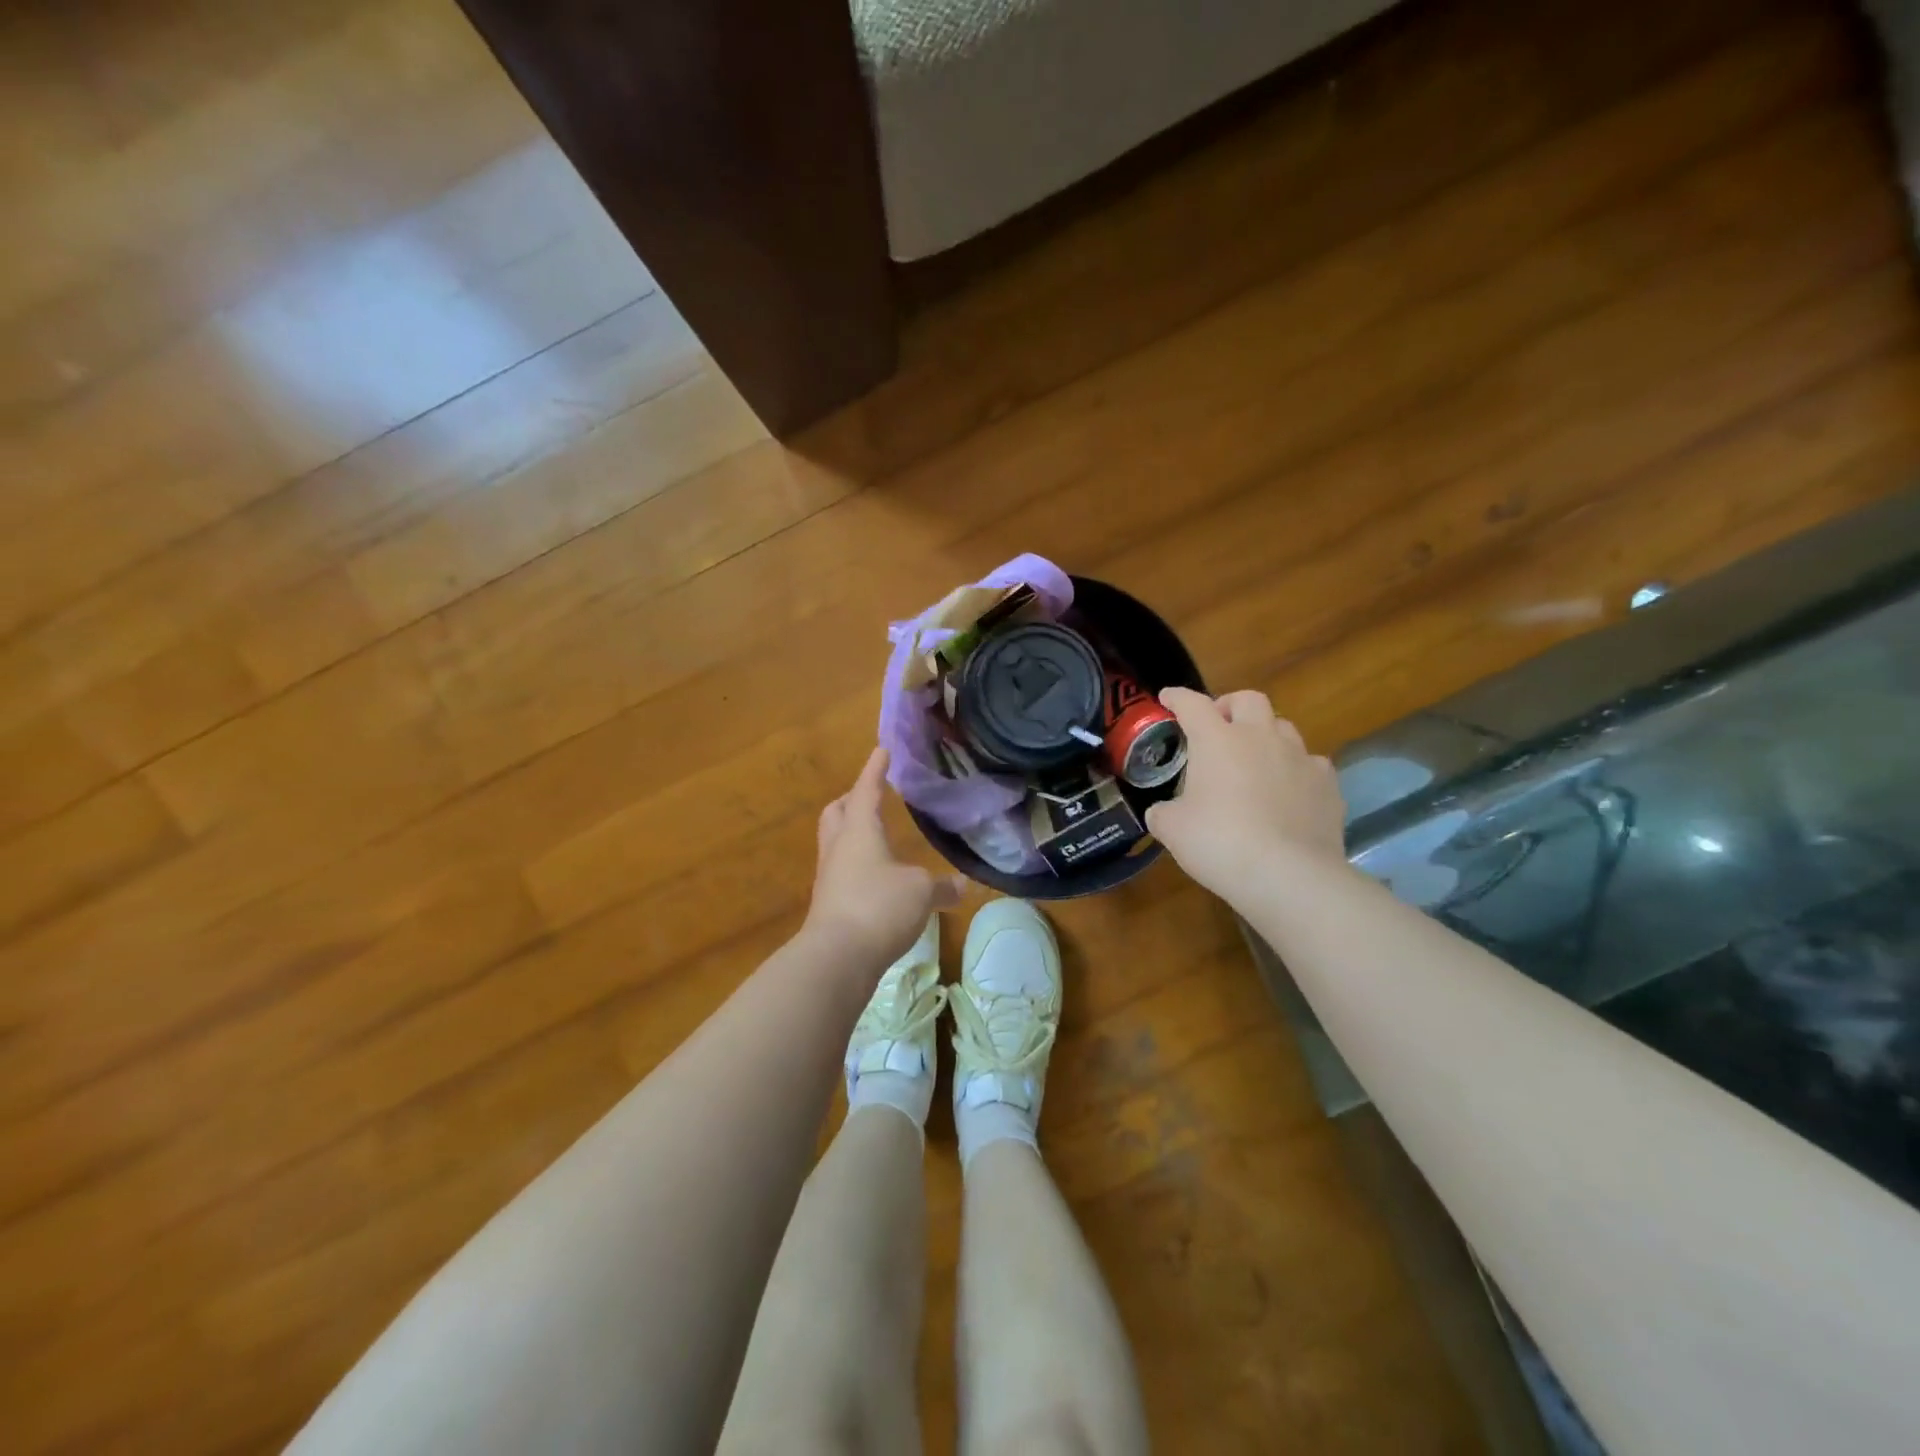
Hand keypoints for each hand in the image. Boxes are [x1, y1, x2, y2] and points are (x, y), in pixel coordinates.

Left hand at [804, 747, 964, 974]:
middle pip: (838, 812)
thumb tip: (962, 886)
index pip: (866, 790)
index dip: (875, 769)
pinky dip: (857, 864)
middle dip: (853, 799)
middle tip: (870, 794)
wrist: (837, 958)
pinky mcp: (829, 904)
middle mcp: (839, 848)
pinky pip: (842, 871)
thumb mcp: (920, 892)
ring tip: (876, 835)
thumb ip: (941, 886)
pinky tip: (876, 877)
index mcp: (859, 831)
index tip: (882, 750)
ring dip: (852, 832)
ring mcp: (829, 877)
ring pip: (836, 842)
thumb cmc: (879, 906)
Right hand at [1145, 688, 1346, 902]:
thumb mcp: (1172, 829)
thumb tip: (1162, 812)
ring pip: (1284, 727)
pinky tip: (1289, 790)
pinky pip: (1310, 764)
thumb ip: (1163, 812)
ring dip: (1265, 735)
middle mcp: (1261, 737)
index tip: (1167, 698)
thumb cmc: (1218, 842)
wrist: (1287, 875)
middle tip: (1218, 726)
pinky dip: (1296, 769)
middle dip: (1230, 705)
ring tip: (1255, 758)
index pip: (1192, 704)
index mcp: (1217, 740)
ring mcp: (1300, 758)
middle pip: (1249, 700)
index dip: (1177, 698)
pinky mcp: (1328, 785)